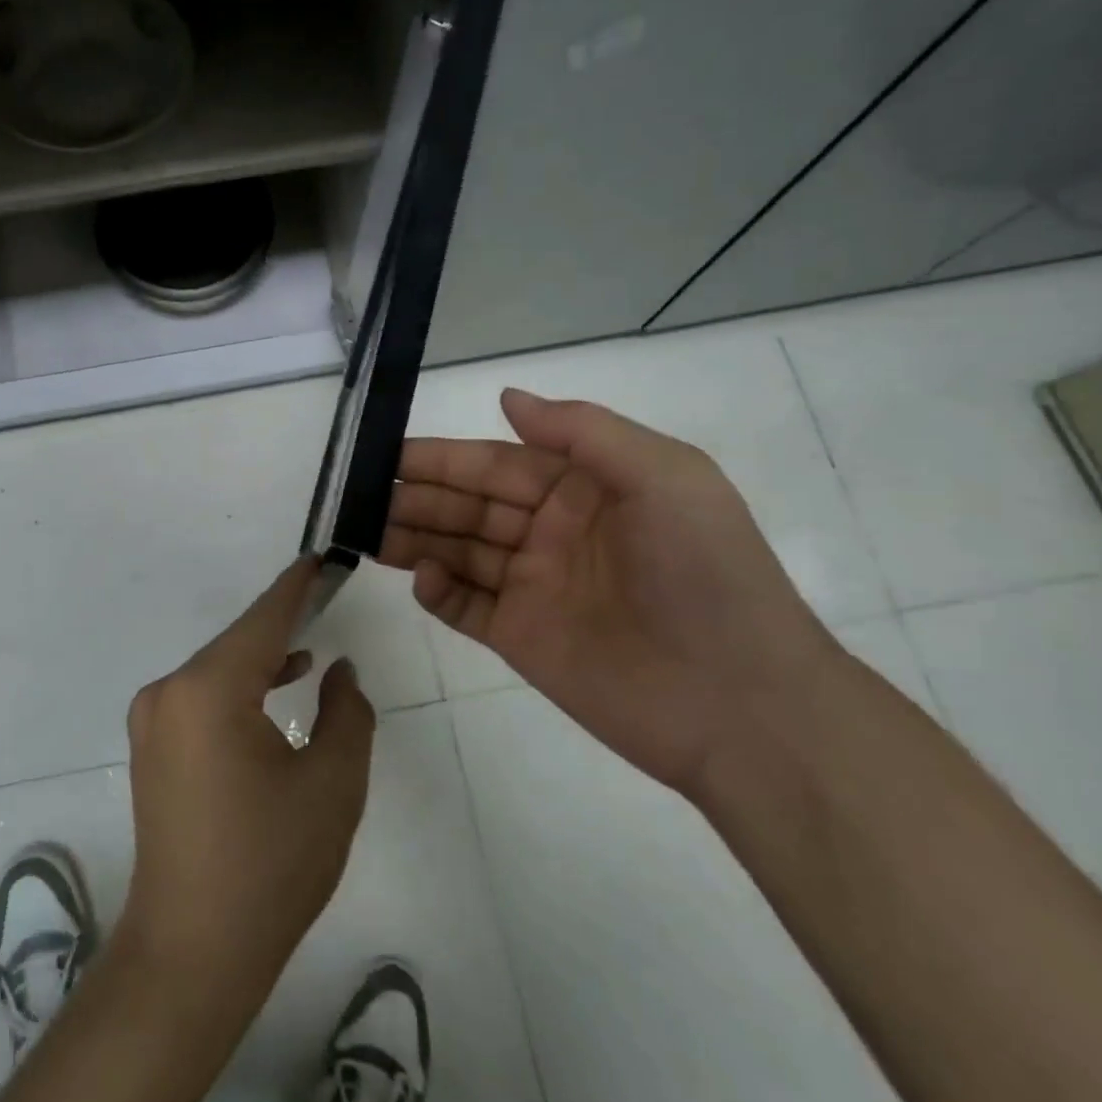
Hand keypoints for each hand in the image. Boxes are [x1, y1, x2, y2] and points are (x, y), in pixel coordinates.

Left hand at [116, 558, 375, 1007]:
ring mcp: (153, 719)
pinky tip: (276, 690)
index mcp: (208, 690)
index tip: (321, 557)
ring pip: (220, 671)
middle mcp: (169, 691)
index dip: (296, 588)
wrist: (192, 950)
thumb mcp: (333, 784)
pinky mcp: (152, 746)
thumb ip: (348, 712)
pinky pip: (203, 697)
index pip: (263, 620)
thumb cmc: (271, 866)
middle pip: (238, 644)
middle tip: (326, 599)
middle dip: (283, 625)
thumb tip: (339, 669)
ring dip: (262, 660)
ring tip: (309, 649)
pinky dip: (240, 688)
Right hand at [379, 390, 840, 793]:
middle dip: (417, 496)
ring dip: (413, 537)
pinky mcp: (521, 638)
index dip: (444, 457)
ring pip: (458, 552)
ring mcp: (534, 587)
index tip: (390, 454)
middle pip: (469, 506)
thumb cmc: (703, 573)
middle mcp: (551, 533)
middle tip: (360, 493)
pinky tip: (419, 576)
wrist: (741, 703)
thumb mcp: (664, 477)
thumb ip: (583, 432)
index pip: (497, 464)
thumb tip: (506, 397)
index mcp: (583, 490)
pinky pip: (465, 607)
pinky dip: (437, 591)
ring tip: (366, 529)